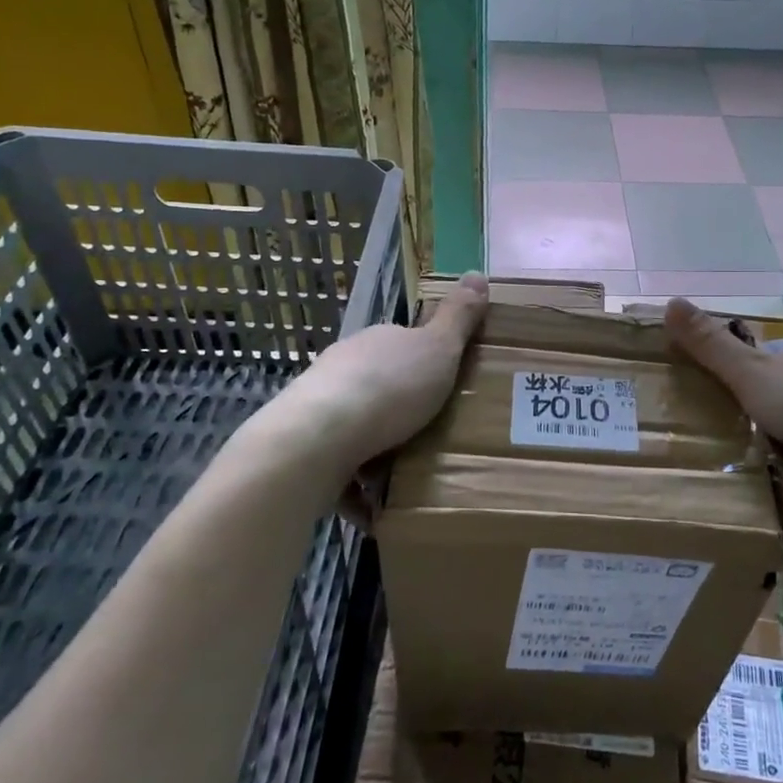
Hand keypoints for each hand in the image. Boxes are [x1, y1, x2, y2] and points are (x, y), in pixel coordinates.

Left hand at [268, 273, 489, 483]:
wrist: (317, 439)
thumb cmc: (389, 389)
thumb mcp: (439, 349)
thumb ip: (458, 317)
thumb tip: (478, 273)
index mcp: (375, 342)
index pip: (402, 344)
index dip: (425, 364)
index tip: (445, 390)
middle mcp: (343, 367)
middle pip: (378, 385)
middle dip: (401, 409)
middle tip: (433, 436)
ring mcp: (318, 406)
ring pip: (355, 426)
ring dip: (377, 448)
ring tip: (408, 476)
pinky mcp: (304, 448)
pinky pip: (337, 469)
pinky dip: (356, 488)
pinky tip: (377, 509)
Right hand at [663, 297, 782, 539]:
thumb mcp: (755, 376)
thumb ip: (711, 347)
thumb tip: (668, 300)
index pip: (762, 371)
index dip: (733, 390)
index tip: (703, 415)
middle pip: (781, 417)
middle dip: (754, 442)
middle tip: (716, 464)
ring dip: (778, 481)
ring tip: (739, 505)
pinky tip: (776, 533)